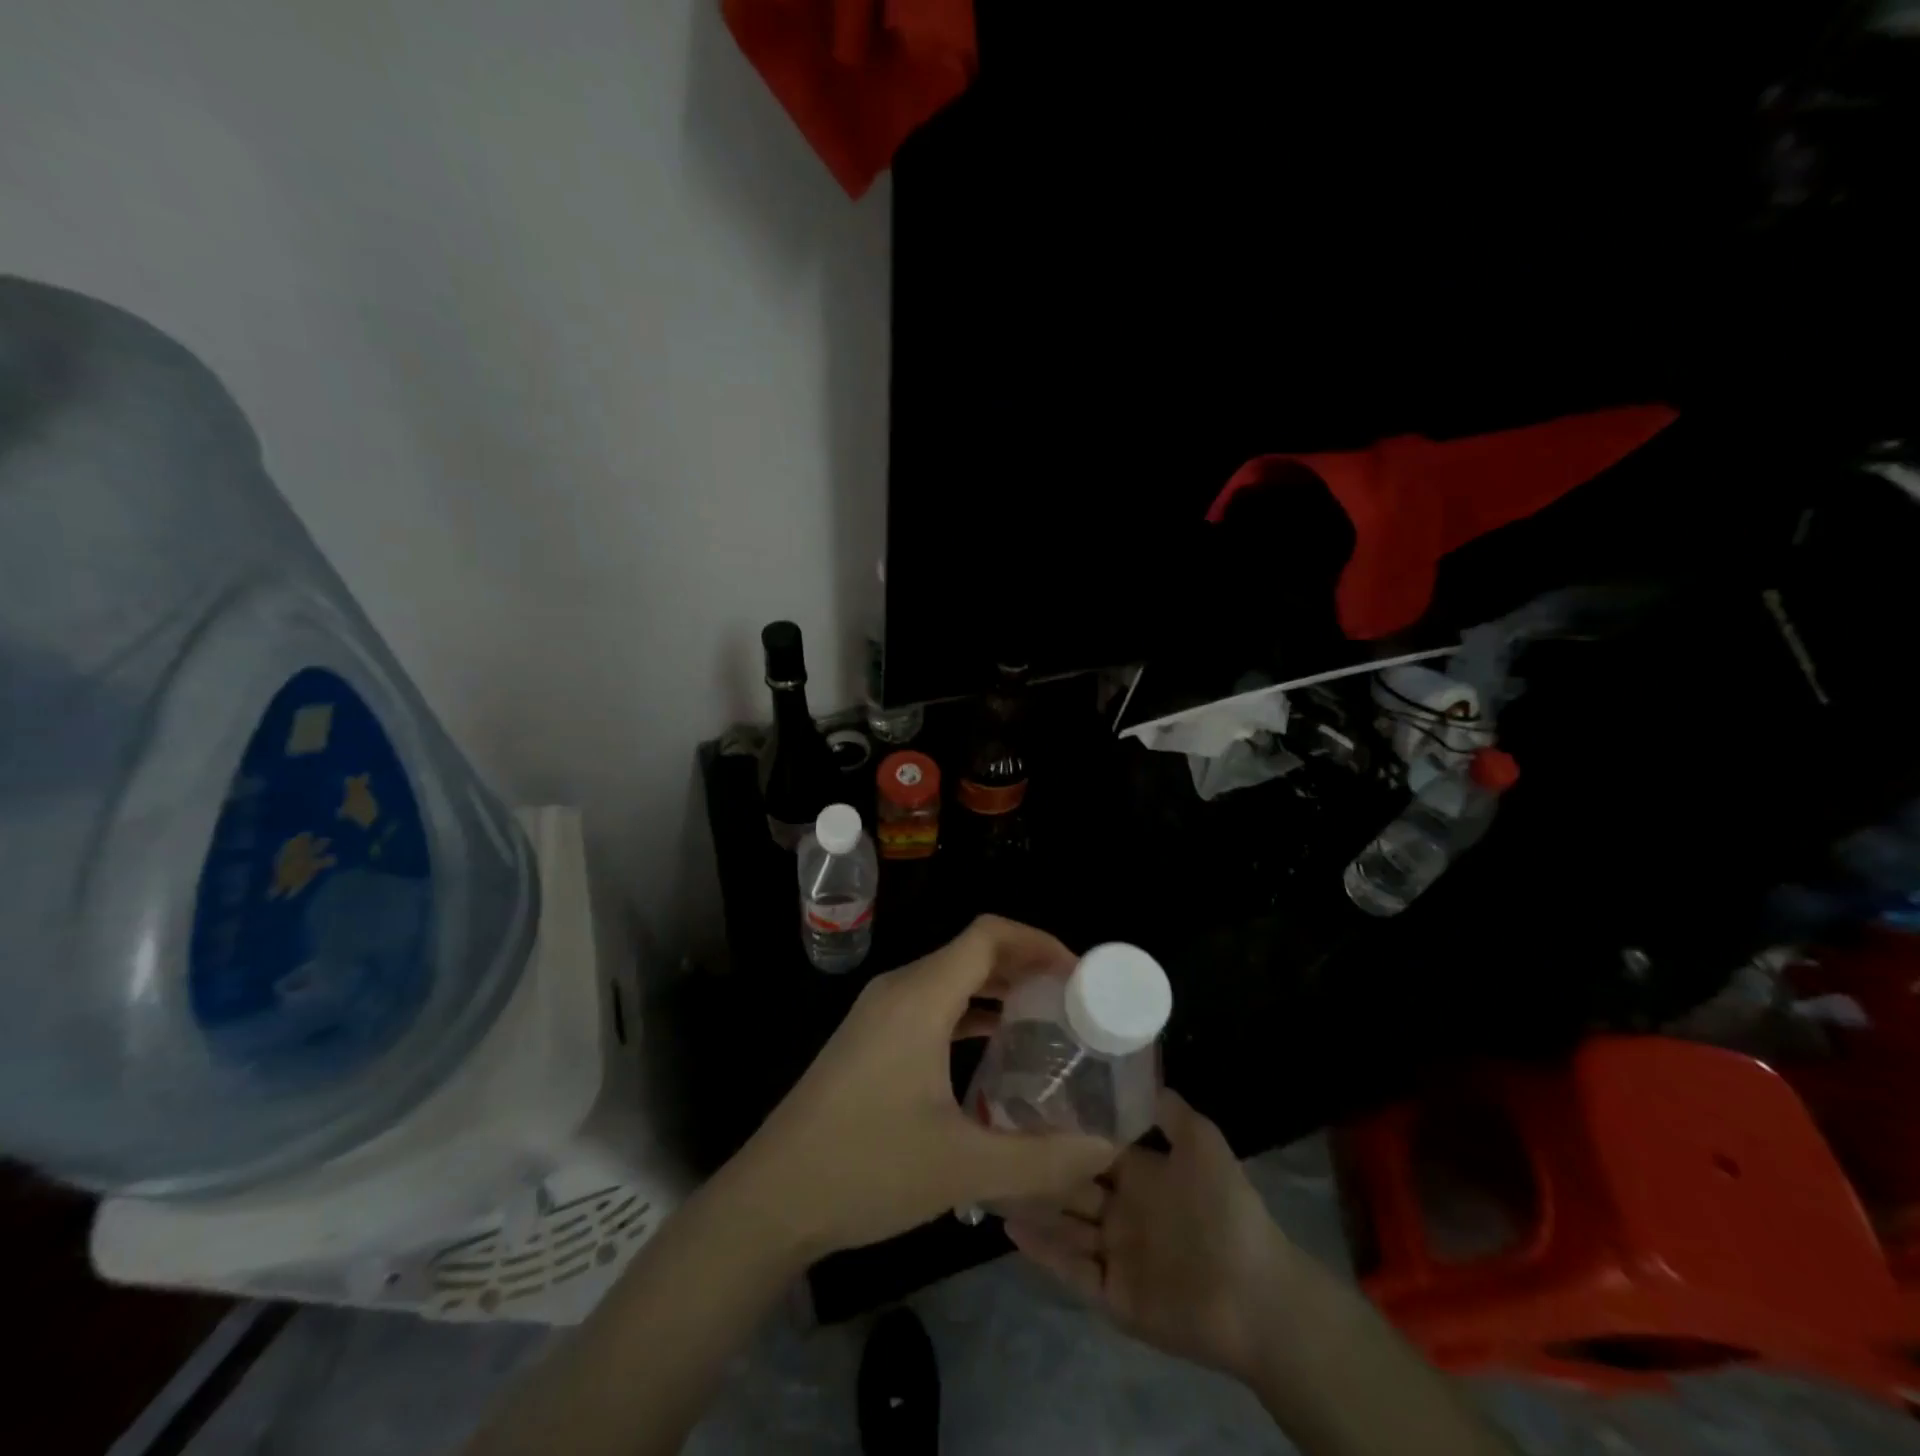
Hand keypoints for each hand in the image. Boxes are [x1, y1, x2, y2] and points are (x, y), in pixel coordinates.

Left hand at [730, 916, 1118, 1258]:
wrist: (771, 1198)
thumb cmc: (865, 1169)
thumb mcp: (962, 1169)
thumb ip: (1041, 1158)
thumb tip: (1105, 1148)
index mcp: (920, 997)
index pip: (988, 935)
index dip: (1039, 941)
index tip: (1080, 974)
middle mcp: (899, 989)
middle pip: (972, 951)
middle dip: (1026, 966)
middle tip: (1074, 1002)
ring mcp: (879, 1012)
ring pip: (950, 978)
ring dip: (998, 990)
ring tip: (1046, 1023)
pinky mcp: (869, 1037)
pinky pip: (931, 1004)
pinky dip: (969, 1012)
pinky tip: (995, 1050)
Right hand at [1004, 1089, 1297, 1383]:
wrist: (1256, 1294)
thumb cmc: (1227, 1211)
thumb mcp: (1203, 1142)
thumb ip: (1170, 1109)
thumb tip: (1137, 1070)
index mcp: (1140, 1174)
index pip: (1091, 1146)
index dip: (1062, 1128)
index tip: (1024, 1102)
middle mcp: (1120, 1209)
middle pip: (1069, 1184)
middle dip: (1037, 1166)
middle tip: (991, 1140)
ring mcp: (1114, 1253)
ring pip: (1062, 1224)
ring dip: (1030, 1205)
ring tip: (989, 1180)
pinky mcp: (1111, 1294)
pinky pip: (1069, 1269)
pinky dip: (1041, 1251)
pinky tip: (1009, 1227)